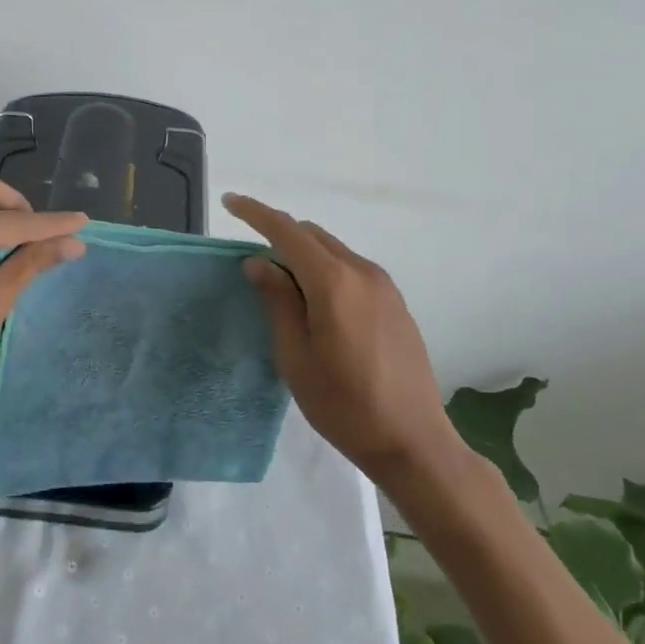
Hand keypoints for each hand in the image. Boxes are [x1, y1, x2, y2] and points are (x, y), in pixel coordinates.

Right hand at [224, 192, 457, 483]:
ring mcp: (383, 285)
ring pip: (332, 250)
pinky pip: (350, 267)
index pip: (287, 231)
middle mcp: (361, 271)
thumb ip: (277, 301)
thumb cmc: (345, 405)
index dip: (256, 213)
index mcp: (333, 282)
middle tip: (252, 262)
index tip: (230, 202)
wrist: (414, 441)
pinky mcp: (395, 301)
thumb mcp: (296, 357)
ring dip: (303, 254)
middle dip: (279, 235)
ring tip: (283, 287)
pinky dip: (325, 269)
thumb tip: (258, 262)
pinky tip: (316, 302)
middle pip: (311, 235)